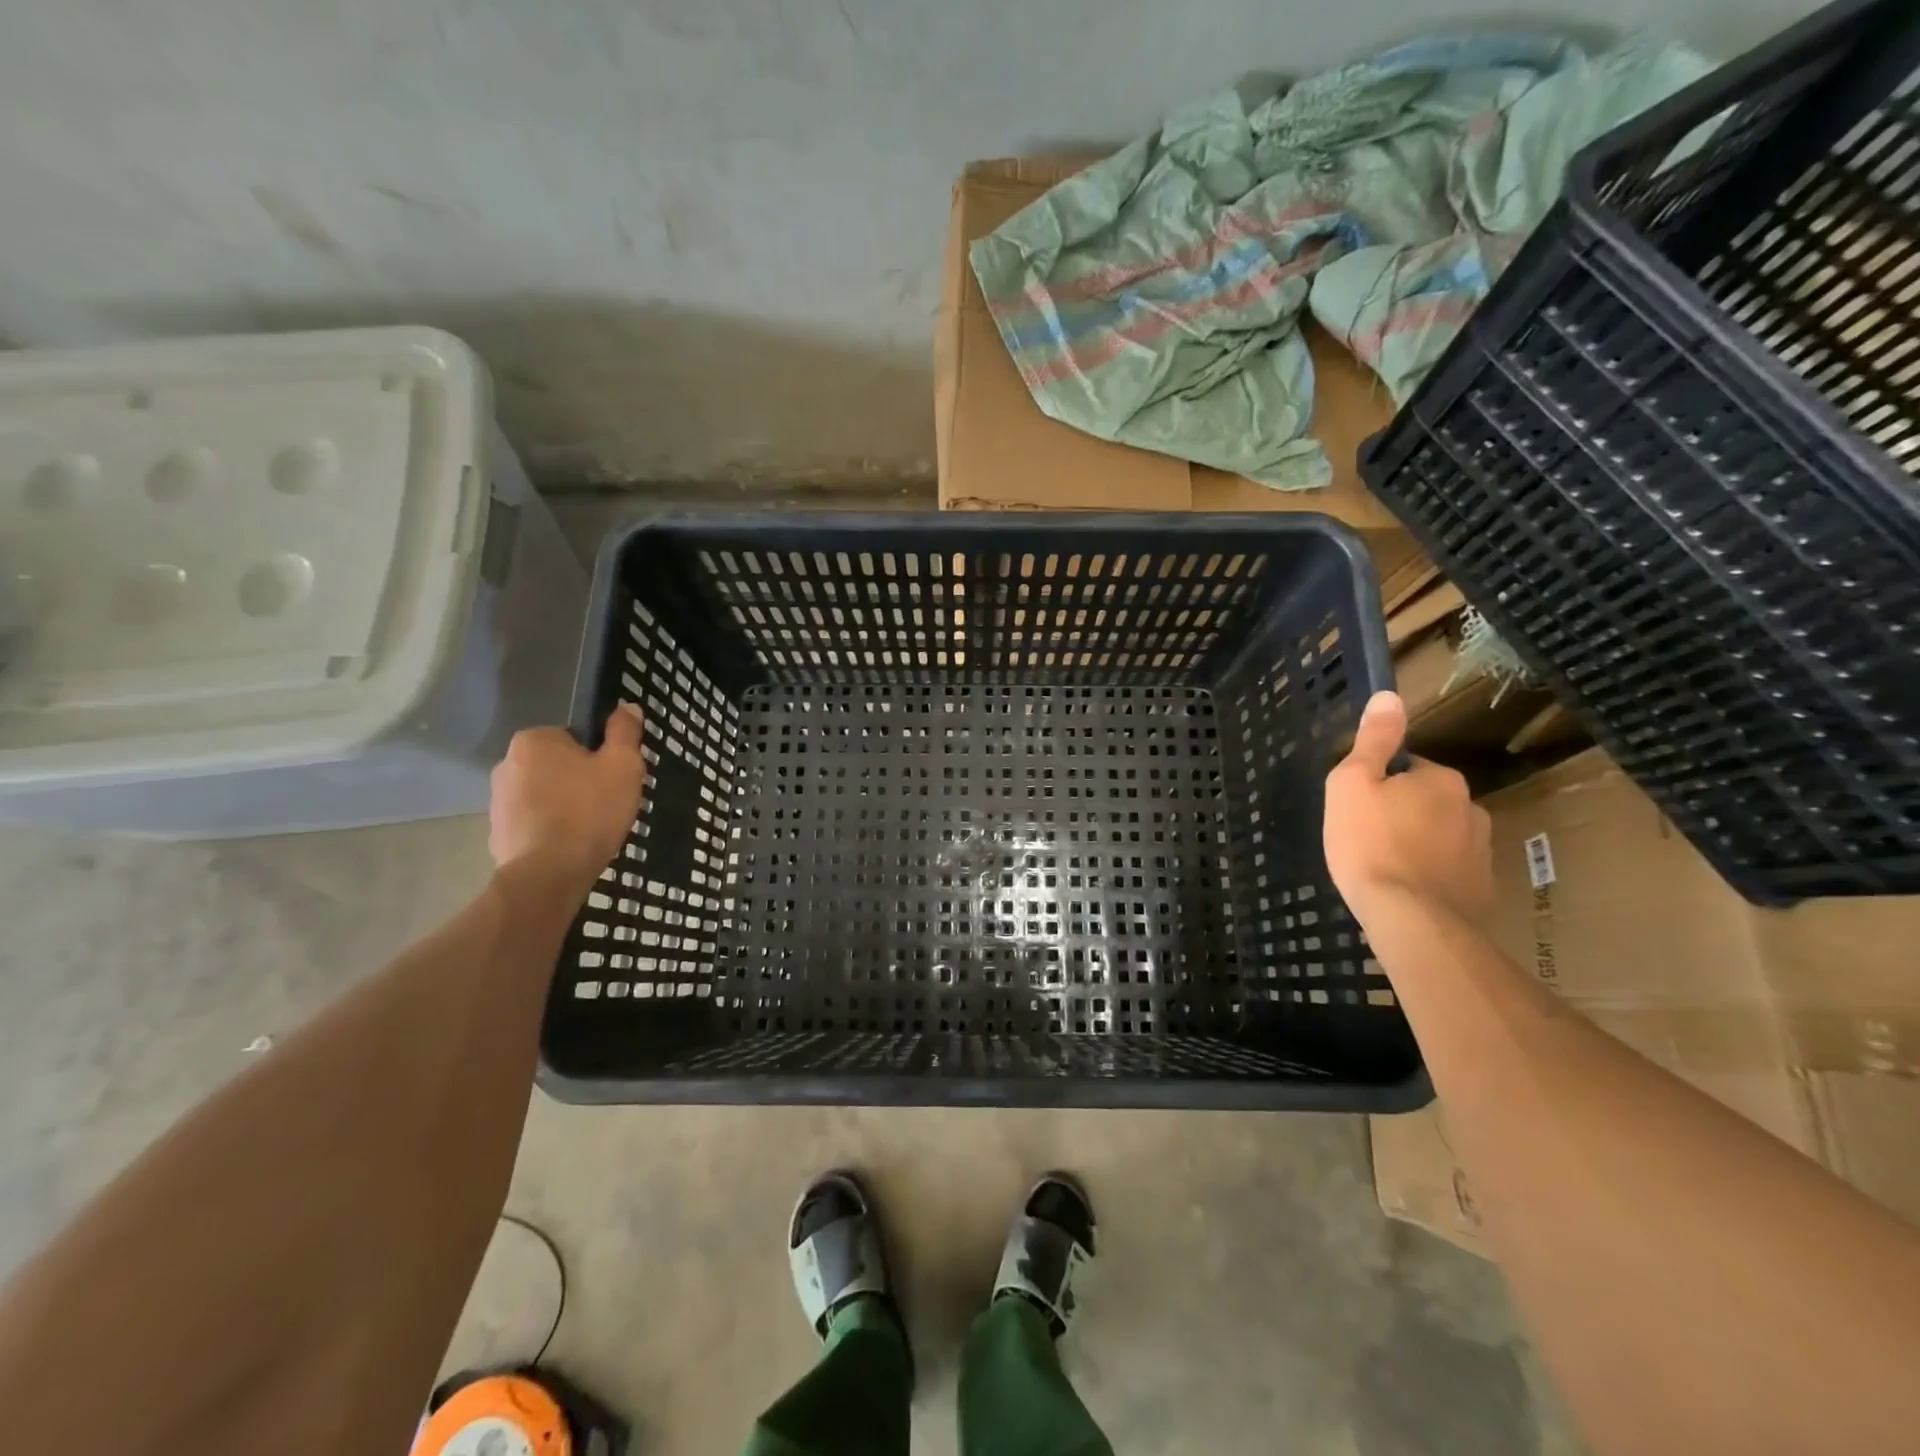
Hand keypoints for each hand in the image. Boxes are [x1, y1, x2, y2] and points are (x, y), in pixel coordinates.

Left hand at [489, 704, 646, 898]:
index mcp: (534, 740)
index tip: (612, 779)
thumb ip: (624, 733)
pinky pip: (533, 821)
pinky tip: (571, 845)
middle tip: (606, 803)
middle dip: (579, 780)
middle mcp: (507, 763)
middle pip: (558, 765)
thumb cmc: (590, 811)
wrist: (549, 873)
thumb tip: (627, 706)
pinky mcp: (497, 832)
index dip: (598, 757)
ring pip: (545, 794)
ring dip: (565, 805)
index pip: (574, 738)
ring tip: (591, 828)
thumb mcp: (623, 766)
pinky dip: (551, 829)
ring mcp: (497, 800)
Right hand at [1324, 691, 1492, 927]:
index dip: (1378, 784)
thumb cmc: (1371, 845)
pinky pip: (1449, 870)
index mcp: (1440, 779)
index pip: (1406, 768)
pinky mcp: (1482, 889)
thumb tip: (1389, 696)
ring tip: (1385, 867)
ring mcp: (1481, 851)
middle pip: (1425, 801)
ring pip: (1439, 835)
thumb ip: (1373, 741)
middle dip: (1401, 813)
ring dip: (1417, 844)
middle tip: (1366, 837)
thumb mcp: (1352, 785)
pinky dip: (1430, 874)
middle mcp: (1470, 807)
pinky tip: (1405, 890)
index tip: (1358, 807)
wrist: (1412, 919)